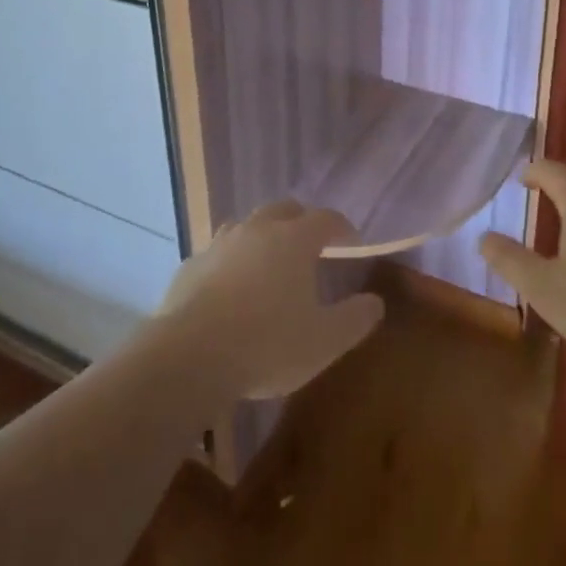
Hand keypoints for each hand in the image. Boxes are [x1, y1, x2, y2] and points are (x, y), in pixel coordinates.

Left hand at [156, 201, 384, 400]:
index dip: (342, 227)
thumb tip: (374, 302)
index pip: (326, 218)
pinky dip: (231, 262)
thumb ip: (355, 319)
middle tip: (311, 247)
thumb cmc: (267, 344)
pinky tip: (230, 289)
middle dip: (301, 222)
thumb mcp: (324, 342)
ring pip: (248, 226)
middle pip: (284, 210)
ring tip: (270, 264)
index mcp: (294, 239)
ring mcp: (220, 243)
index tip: (352, 242)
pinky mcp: (192, 264)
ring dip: (263, 237)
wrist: (190, 355)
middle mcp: (257, 229)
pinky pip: (218, 253)